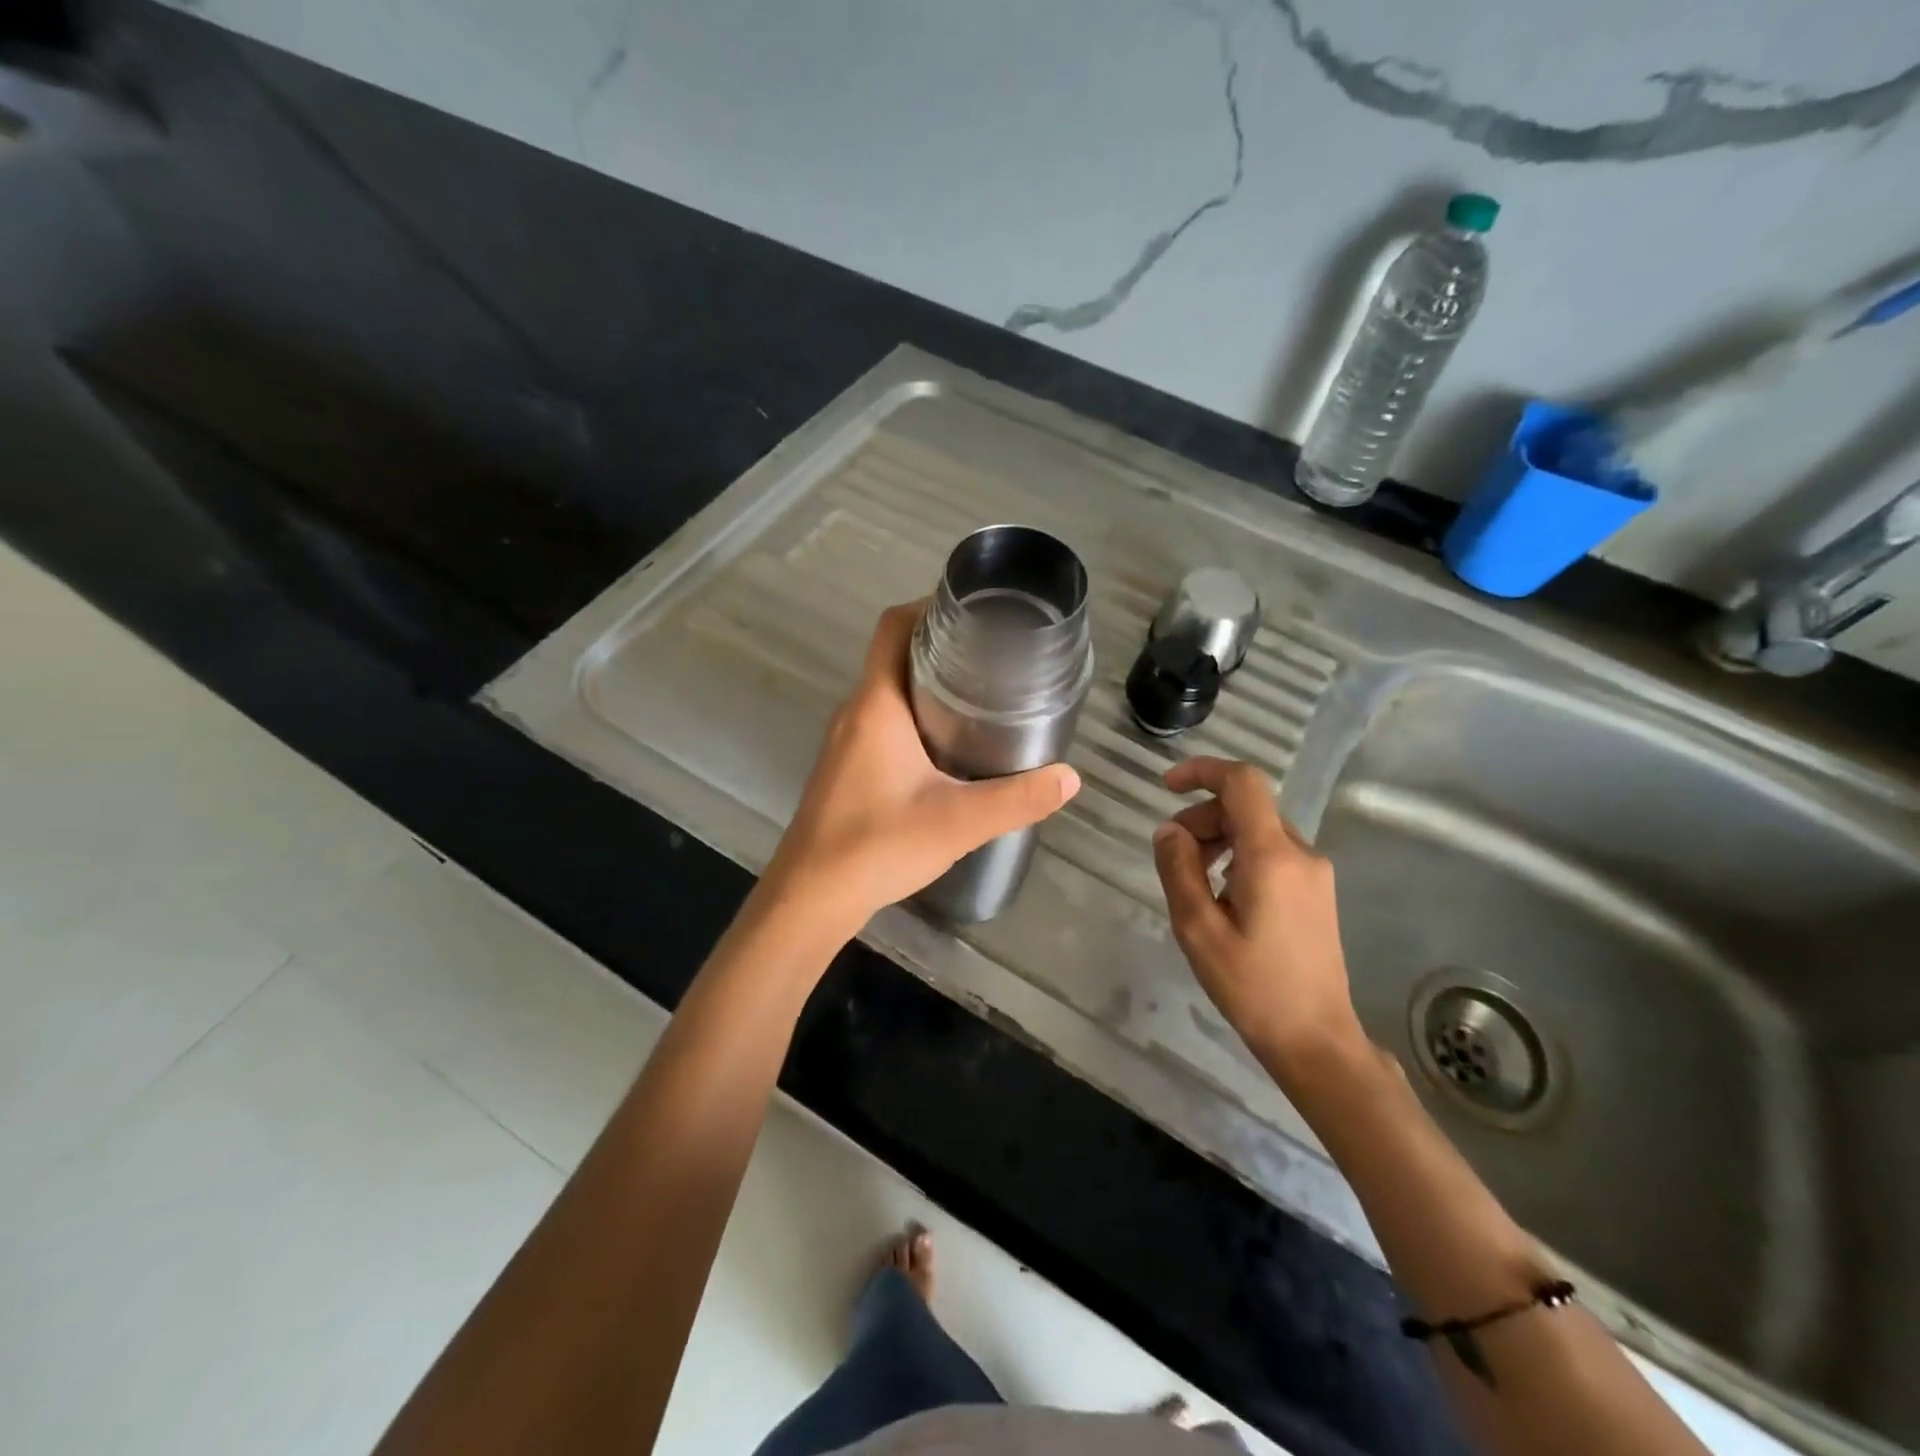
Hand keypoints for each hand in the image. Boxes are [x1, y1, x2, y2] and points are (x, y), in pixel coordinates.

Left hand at [761, 602, 1080, 937]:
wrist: (811, 897)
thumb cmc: (877, 846)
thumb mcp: (958, 822)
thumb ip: (1017, 799)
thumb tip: (1069, 778)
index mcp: (876, 705)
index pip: (893, 627)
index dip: (928, 607)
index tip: (974, 612)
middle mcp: (855, 712)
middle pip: (894, 656)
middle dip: (941, 647)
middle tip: (994, 656)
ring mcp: (846, 741)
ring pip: (889, 692)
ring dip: (929, 684)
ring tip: (982, 695)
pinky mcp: (846, 768)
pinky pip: (882, 722)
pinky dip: (915, 717)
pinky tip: (949, 747)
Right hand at [1151, 756, 1365, 1077]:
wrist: (1316, 1039)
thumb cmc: (1252, 987)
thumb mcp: (1198, 930)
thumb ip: (1178, 870)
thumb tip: (1168, 830)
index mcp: (1272, 856)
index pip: (1242, 783)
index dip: (1202, 771)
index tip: (1166, 786)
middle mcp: (1301, 853)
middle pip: (1246, 807)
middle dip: (1201, 817)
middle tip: (1172, 856)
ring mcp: (1314, 872)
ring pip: (1258, 829)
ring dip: (1218, 838)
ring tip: (1194, 882)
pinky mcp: (1316, 891)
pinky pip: (1272, 852)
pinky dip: (1239, 855)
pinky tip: (1222, 895)